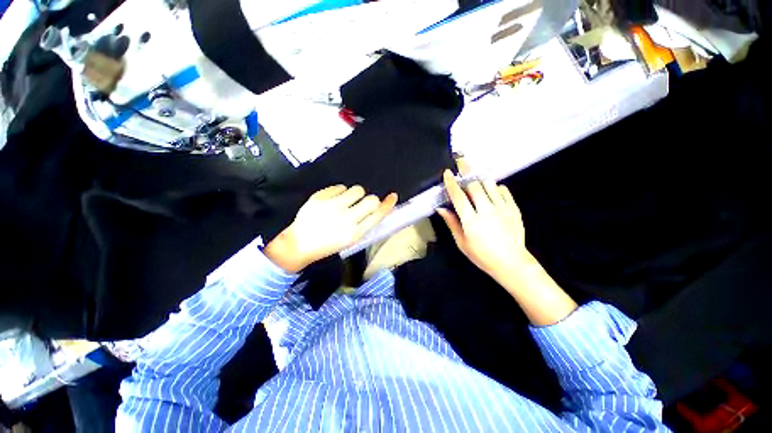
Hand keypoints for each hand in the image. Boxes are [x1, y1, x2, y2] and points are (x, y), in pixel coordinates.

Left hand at [265, 185, 397, 272]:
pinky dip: (340, 192)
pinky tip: (333, 200)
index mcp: (355, 233)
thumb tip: (377, 208)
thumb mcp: (349, 240)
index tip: (392, 196)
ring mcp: (332, 207)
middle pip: (371, 200)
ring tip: (346, 201)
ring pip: (357, 189)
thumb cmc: (327, 244)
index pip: (378, 215)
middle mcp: (346, 219)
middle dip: (370, 200)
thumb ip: (364, 224)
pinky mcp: (320, 198)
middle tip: (361, 205)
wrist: (299, 244)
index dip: (388, 205)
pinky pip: (340, 186)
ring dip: (356, 195)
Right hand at [438, 169, 576, 325]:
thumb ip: (452, 223)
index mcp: (471, 221)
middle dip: (466, 173)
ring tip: (475, 178)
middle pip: (474, 186)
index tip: (447, 173)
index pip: (458, 197)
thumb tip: (441, 208)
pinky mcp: (513, 209)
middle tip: (461, 163)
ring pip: (489, 185)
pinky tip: (492, 191)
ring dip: (480, 179)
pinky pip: (503, 190)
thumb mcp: (462, 243)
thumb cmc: (482, 255)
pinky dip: (496, 187)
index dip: (451, 184)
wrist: (511, 262)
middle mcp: (486, 211)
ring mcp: (502, 208)